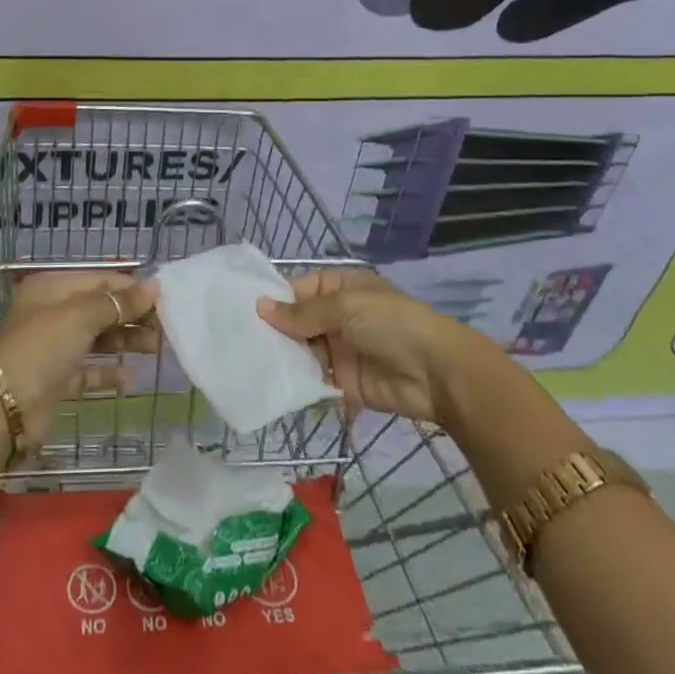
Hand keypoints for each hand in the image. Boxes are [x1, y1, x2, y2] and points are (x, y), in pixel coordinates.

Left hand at [0, 272, 159, 444]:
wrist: (6, 406)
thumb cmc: (43, 347)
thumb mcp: (81, 316)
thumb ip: (118, 303)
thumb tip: (154, 286)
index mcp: (52, 288)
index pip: (99, 280)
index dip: (130, 289)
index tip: (161, 300)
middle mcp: (52, 313)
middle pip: (100, 309)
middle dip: (131, 316)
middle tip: (164, 327)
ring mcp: (54, 347)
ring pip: (97, 338)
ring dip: (125, 342)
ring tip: (155, 348)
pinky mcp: (57, 379)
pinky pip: (89, 370)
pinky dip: (108, 372)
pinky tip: (131, 379)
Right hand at [257, 268, 471, 426]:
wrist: (437, 374)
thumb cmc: (391, 324)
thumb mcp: (346, 307)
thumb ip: (303, 313)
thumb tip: (261, 307)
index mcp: (339, 288)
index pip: (297, 290)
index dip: (273, 300)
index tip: (241, 311)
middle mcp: (336, 317)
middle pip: (296, 322)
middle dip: (273, 331)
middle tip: (237, 341)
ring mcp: (339, 350)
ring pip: (301, 351)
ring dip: (282, 357)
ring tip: (247, 364)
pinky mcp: (343, 383)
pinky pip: (314, 380)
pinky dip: (296, 383)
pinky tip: (271, 385)